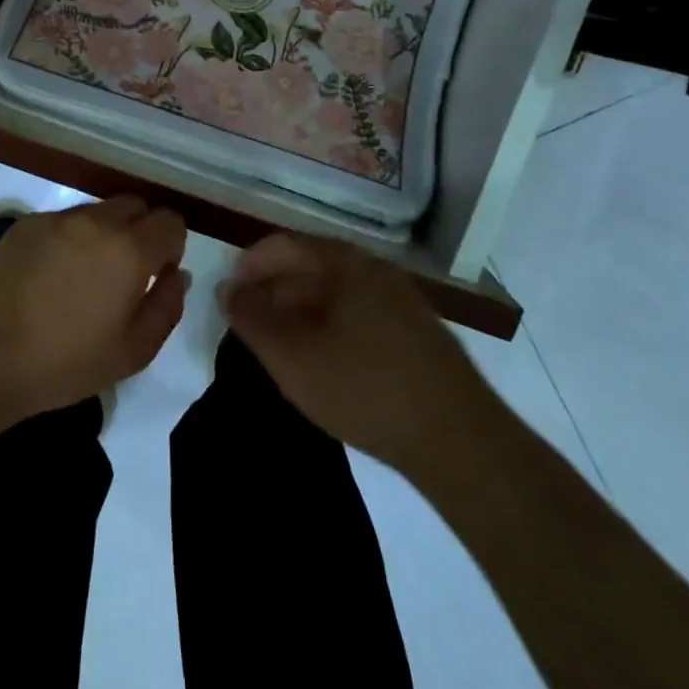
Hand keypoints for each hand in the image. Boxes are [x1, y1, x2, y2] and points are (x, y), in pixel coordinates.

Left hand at [0, 198, 189, 421]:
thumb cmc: (66, 362)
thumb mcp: (133, 351)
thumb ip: (166, 306)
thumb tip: (176, 275)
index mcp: (129, 250)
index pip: (169, 221)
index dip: (171, 245)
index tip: (157, 273)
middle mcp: (96, 221)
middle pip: (135, 206)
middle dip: (141, 231)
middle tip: (125, 272)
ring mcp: (57, 219)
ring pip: (98, 211)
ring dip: (104, 233)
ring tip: (85, 275)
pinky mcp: (26, 224)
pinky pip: (63, 221)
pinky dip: (70, 238)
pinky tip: (52, 274)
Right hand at [221, 233, 501, 482]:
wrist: (462, 443)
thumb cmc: (366, 389)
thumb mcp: (292, 357)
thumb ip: (252, 319)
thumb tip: (227, 290)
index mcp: (346, 263)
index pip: (283, 245)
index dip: (248, 267)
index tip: (228, 298)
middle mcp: (375, 270)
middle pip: (309, 266)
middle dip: (272, 291)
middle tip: (248, 326)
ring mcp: (401, 301)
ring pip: (334, 293)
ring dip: (298, 312)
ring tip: (279, 347)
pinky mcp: (416, 334)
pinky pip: (357, 314)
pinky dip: (328, 327)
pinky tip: (322, 363)